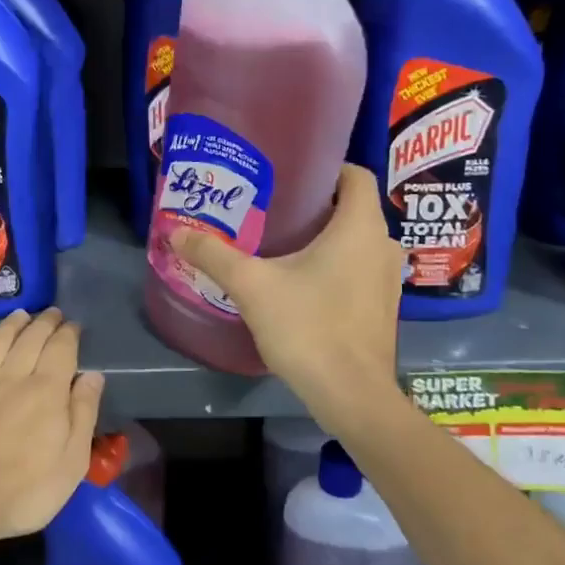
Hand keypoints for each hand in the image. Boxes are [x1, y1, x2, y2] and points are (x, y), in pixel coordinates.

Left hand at [0, 308, 104, 556]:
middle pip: (30, 337)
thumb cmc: (22, 492)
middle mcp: (12, 375)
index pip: (61, 348)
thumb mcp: (71, 463)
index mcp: (46, 390)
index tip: (74, 326)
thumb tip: (93, 375)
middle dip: (44, 322)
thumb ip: (83, 414)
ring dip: (12, 324)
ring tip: (21, 315)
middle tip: (52, 313)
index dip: (69, 334)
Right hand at [171, 164, 402, 432]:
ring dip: (324, 237)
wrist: (351, 396)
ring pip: (356, 241)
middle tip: (270, 207)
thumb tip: (176, 232)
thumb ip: (214, 255)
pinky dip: (334, 265)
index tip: (288, 174)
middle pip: (351, 207)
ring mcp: (388, 279)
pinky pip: (358, 269)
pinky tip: (299, 282)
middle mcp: (383, 245)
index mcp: (360, 226)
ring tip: (279, 243)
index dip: (324, 168)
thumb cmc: (309, 327)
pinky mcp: (382, 308)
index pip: (354, 174)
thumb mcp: (252, 286)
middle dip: (314, 204)